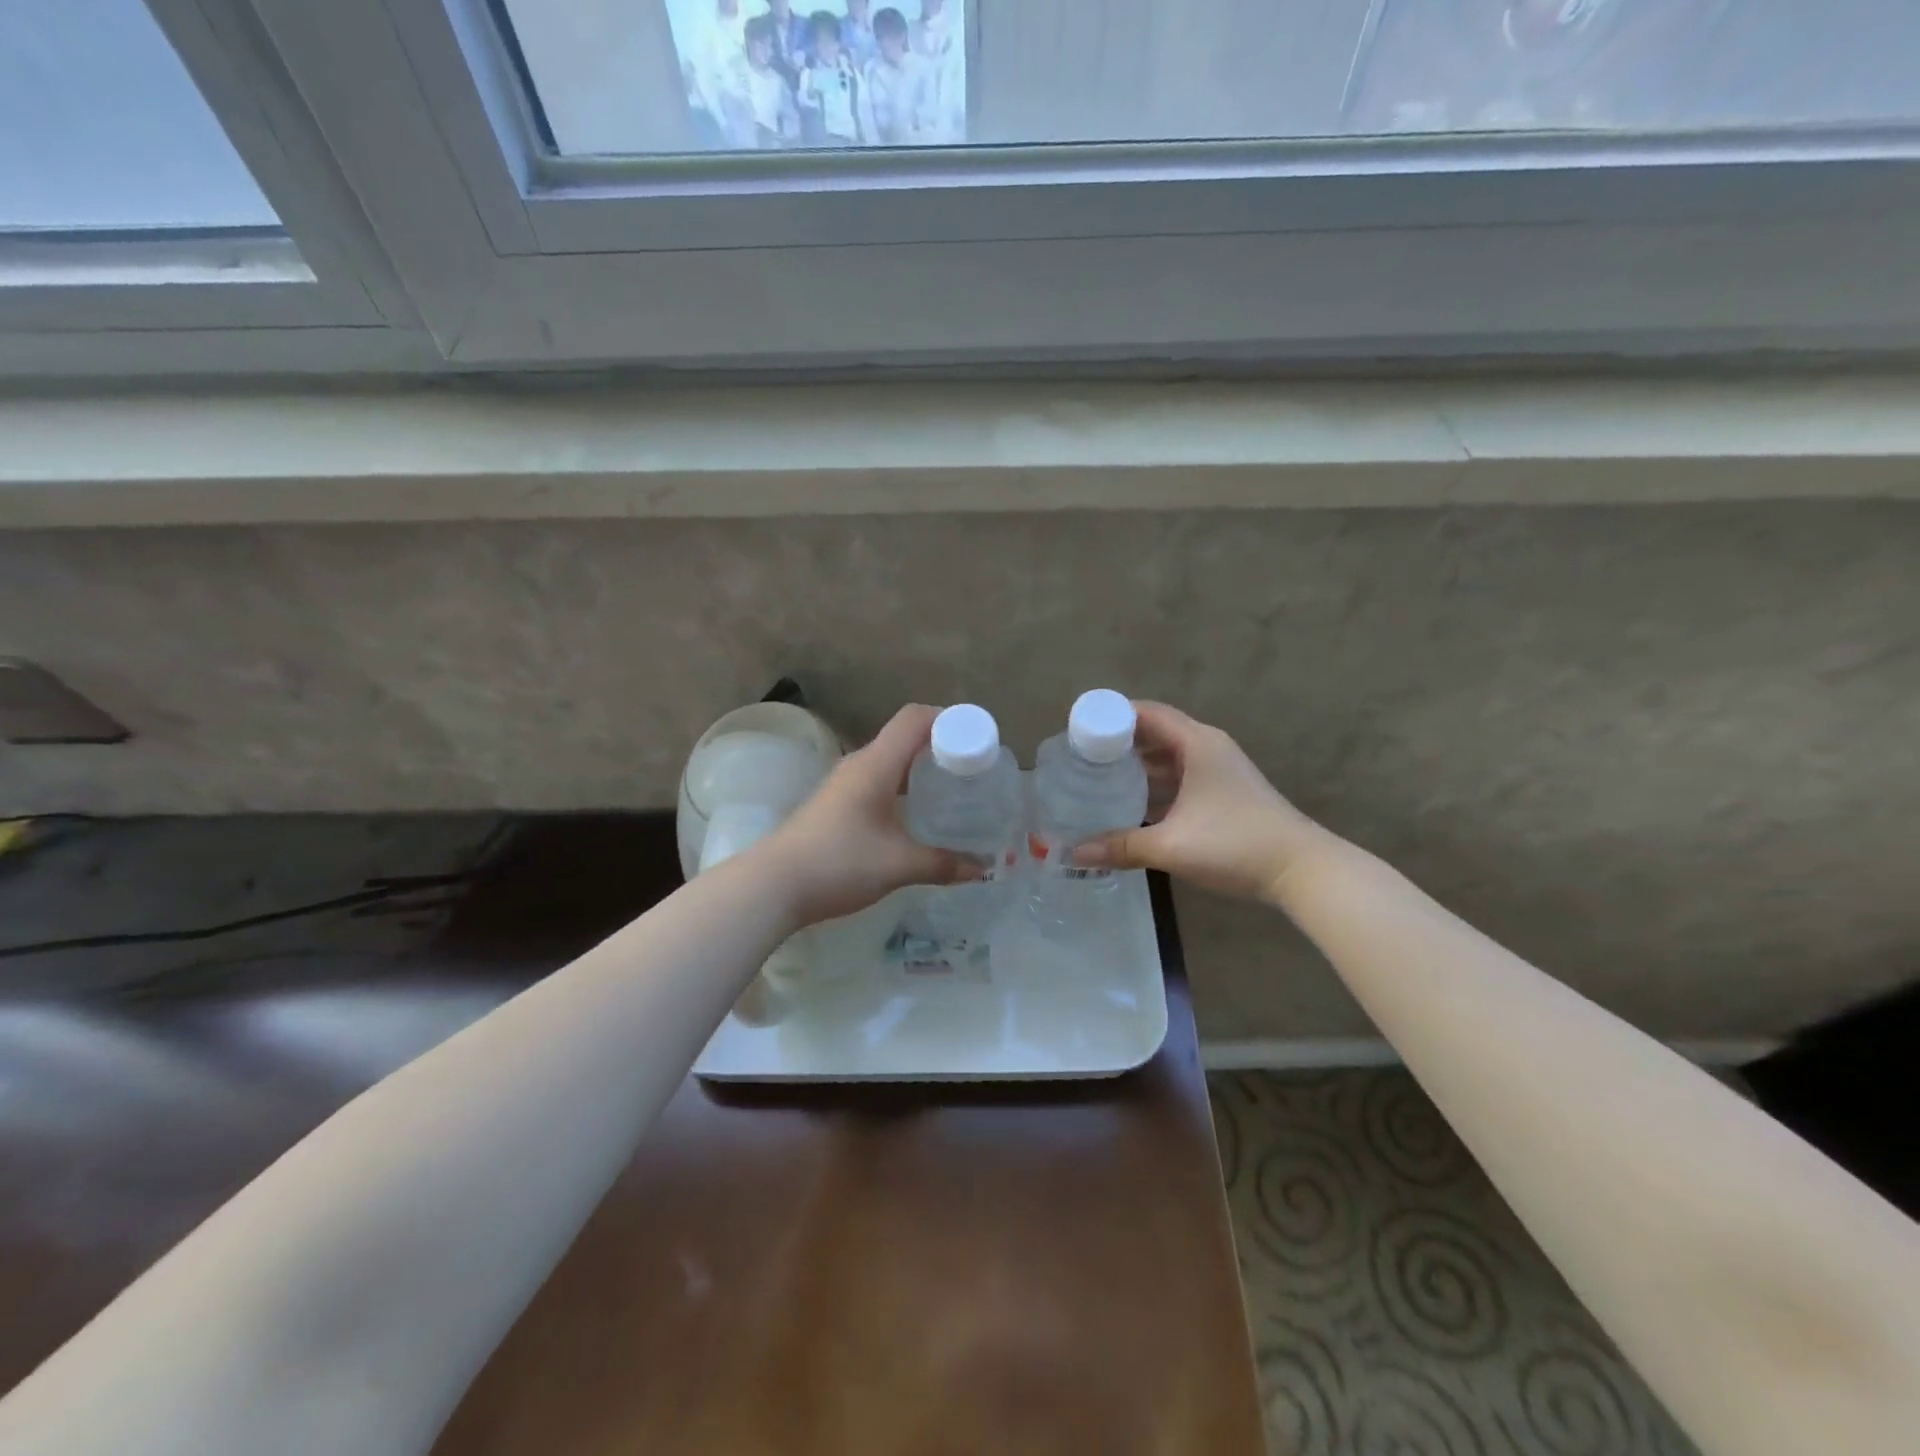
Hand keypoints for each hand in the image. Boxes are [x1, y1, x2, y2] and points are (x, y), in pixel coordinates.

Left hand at [758, 704, 981, 927]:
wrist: (773, 885)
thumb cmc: (839, 863)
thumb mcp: (898, 865)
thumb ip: (943, 864)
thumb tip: (982, 869)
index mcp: (876, 764)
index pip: (915, 718)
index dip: (948, 719)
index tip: (977, 738)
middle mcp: (860, 765)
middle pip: (904, 736)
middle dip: (940, 745)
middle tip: (972, 768)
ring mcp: (844, 784)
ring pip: (890, 760)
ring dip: (920, 767)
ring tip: (950, 789)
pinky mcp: (835, 804)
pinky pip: (877, 780)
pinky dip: (902, 785)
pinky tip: (914, 813)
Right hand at [1071, 702, 1327, 903]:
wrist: (1301, 871)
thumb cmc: (1234, 844)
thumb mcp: (1171, 845)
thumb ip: (1121, 846)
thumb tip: (1074, 854)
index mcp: (1197, 744)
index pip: (1147, 713)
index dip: (1113, 716)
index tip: (1080, 729)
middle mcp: (1208, 749)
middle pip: (1156, 734)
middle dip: (1120, 744)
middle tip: (1082, 757)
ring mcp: (1219, 772)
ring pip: (1169, 759)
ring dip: (1138, 767)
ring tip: (1100, 780)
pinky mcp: (1225, 794)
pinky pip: (1181, 778)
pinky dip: (1156, 786)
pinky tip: (1133, 806)